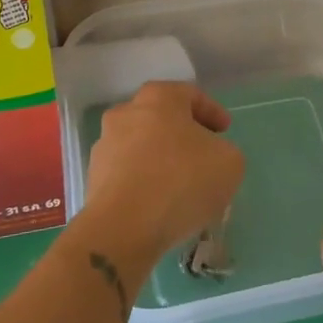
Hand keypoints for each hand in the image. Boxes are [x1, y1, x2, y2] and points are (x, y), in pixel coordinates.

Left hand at [81, 81, 245, 267]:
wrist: (124, 227)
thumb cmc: (182, 181)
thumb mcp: (229, 162)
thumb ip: (224, 151)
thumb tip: (210, 157)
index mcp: (158, 98)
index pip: (190, 94)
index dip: (212, 111)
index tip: (225, 130)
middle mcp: (126, 114)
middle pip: (161, 119)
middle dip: (183, 135)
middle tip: (204, 155)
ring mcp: (105, 146)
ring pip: (142, 147)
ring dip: (162, 160)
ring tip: (183, 186)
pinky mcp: (93, 179)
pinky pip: (128, 174)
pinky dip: (146, 183)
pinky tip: (162, 205)